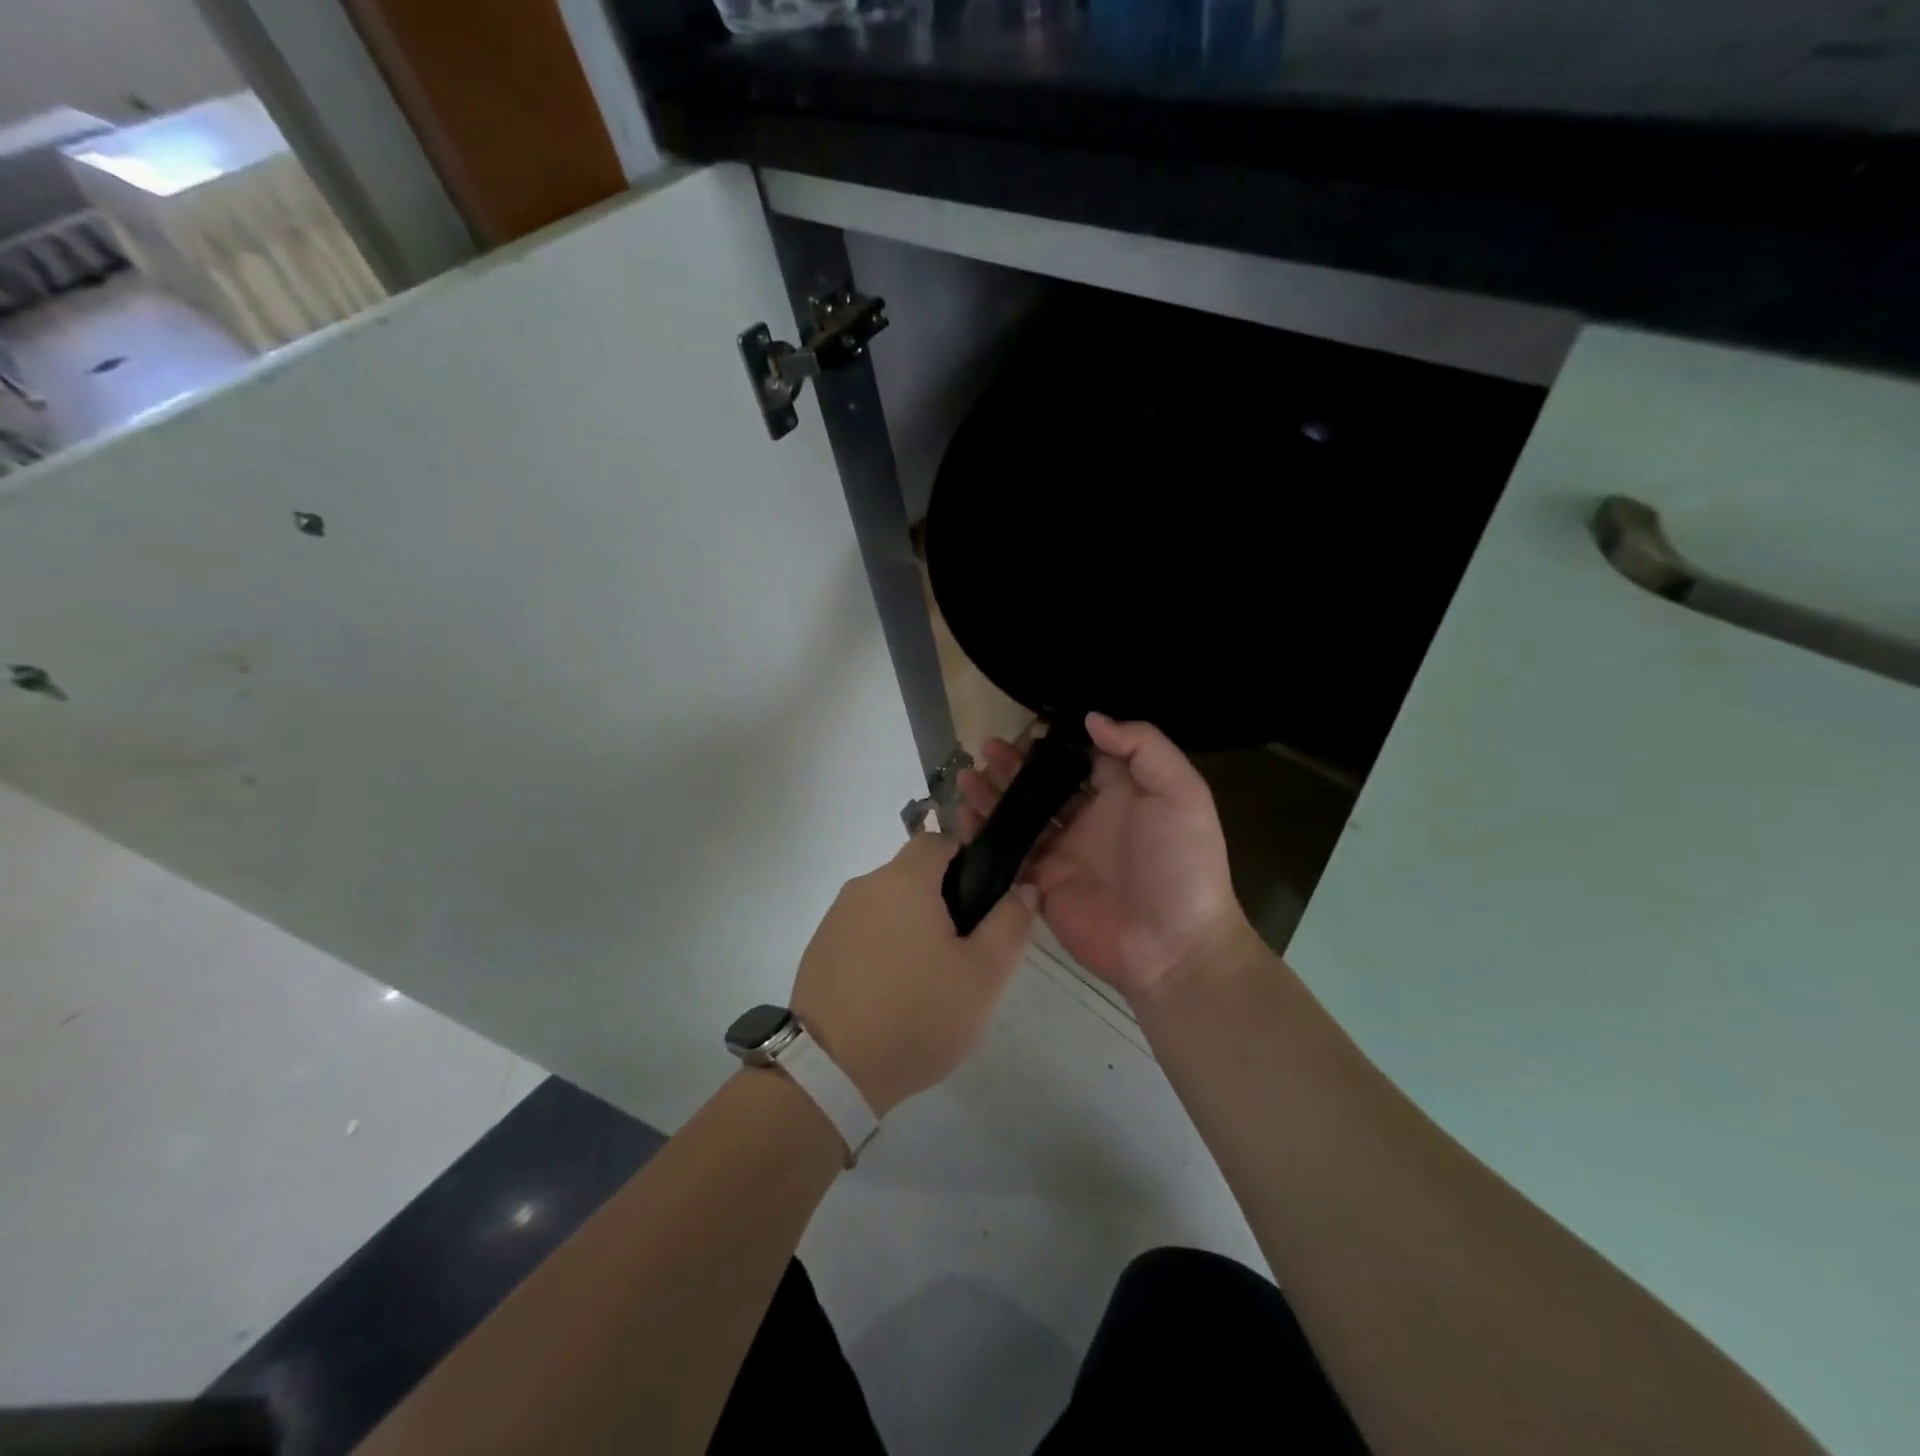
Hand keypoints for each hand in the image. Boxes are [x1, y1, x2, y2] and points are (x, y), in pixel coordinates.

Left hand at [790, 832, 1036, 1116]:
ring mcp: (835, 918)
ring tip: (926, 978)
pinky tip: (890, 992)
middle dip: (939, 899)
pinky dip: (880, 948)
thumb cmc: (917, 1014)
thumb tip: (1023, 888)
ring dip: (909, 925)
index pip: (937, 840)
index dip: (965, 859)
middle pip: (911, 874)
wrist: (832, 1071)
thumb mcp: (983, 975)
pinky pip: (861, 931)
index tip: (980, 900)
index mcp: (903, 881)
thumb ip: (1010, 924)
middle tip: (961, 950)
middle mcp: (864, 887)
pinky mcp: (818, 949)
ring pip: (886, 904)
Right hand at [958, 713, 1254, 1003]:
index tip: (1027, 727)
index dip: (1056, 741)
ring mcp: (1063, 852)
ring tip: (967, 776)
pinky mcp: (1043, 883)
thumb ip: (1143, 747)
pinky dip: (985, 834)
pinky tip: (964, 815)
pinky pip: (1009, 853)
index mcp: (1122, 793)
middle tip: (986, 748)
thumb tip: (1092, 718)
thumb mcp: (1181, 793)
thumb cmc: (1181, 863)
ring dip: (994, 795)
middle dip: (1016, 765)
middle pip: (1044, 784)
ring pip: (1021, 815)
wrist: (1173, 947)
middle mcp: (1089, 818)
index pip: (1082, 757)